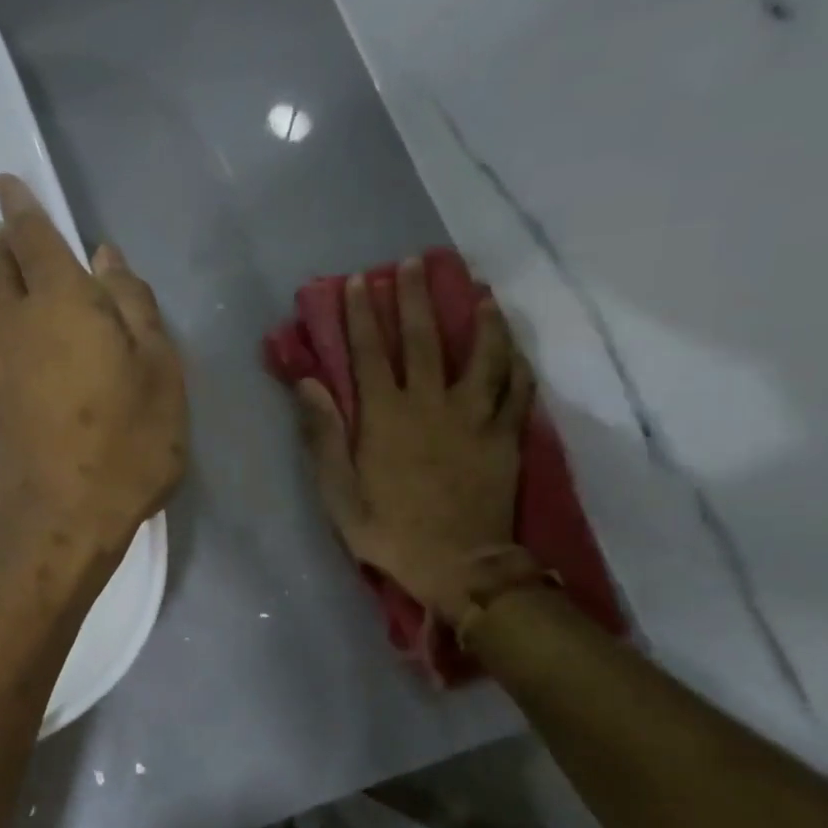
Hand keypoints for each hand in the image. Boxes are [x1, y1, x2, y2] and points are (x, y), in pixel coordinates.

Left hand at [0, 176, 187, 567]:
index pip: (30, 236)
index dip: (18, 205)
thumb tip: (104, 257)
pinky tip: (15, 377)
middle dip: (5, 248)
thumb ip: (132, 306)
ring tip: (17, 304)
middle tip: (15, 241)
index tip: (4, 183)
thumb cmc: (125, 447)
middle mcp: (8, 326)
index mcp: (58, 304)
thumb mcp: (158, 372)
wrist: (57, 528)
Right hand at [296, 261, 533, 622]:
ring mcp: (474, 417)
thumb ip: (324, 435)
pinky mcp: (505, 436)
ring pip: (482, 354)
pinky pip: (517, 390)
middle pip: (425, 339)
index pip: (370, 352)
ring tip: (479, 291)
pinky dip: (517, 363)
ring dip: (479, 319)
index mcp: (385, 416)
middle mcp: (431, 404)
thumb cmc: (387, 530)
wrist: (457, 564)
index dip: (363, 315)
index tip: (360, 282)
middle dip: (417, 298)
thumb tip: (310, 384)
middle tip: (416, 263)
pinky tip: (516, 346)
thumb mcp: (337, 491)